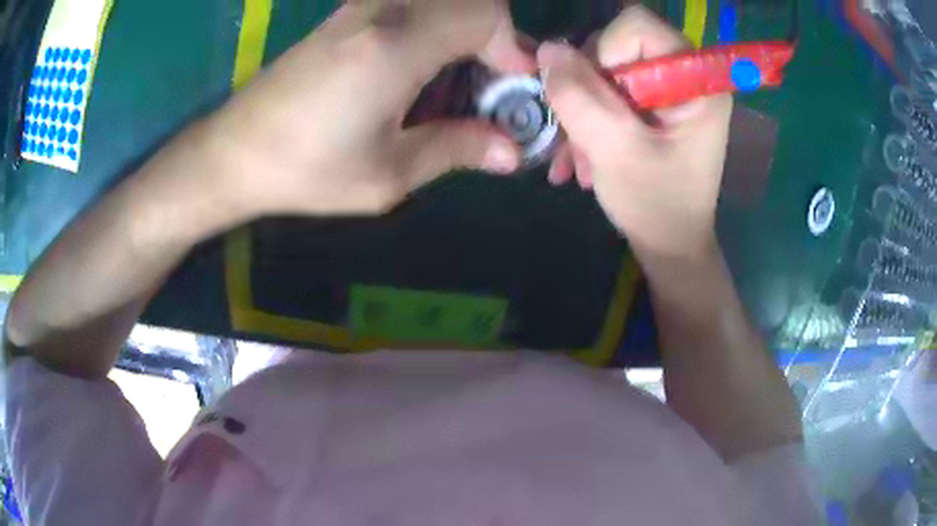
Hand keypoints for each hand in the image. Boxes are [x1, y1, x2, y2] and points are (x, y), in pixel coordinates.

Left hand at [205, 0, 533, 217]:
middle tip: (491, 84)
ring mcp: (360, 6)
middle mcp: (382, 10)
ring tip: (459, 79)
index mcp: (396, 46)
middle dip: (496, 36)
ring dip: (466, 29)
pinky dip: (436, 24)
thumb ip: (456, 150)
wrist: (234, 152)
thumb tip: (511, 151)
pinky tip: (421, 66)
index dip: (513, 48)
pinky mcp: (346, 14)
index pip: (485, 15)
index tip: (514, 90)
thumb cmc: (305, 170)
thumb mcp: (386, 174)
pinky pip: (412, 2)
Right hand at [537, 6, 731, 258]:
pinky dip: (590, 122)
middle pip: (616, 47)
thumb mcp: (615, 151)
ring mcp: (669, 92)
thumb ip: (579, 97)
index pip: (637, 27)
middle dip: (588, 89)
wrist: (670, 248)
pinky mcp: (654, 108)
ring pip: (606, 72)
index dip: (605, 53)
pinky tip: (582, 159)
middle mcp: (685, 77)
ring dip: (583, 112)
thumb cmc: (656, 206)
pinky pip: (610, 94)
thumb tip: (547, 50)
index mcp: (695, 81)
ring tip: (579, 158)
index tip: (600, 100)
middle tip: (579, 135)